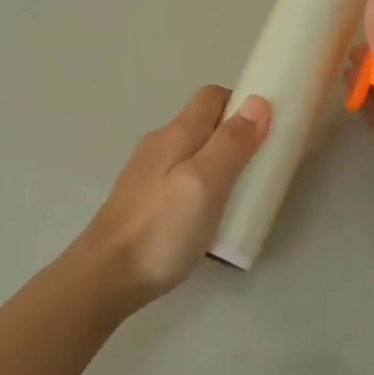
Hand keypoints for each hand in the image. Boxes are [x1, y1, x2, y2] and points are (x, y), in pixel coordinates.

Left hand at [71, 86, 270, 314]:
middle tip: (260, 170)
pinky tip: (209, 218)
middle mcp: (159, 145)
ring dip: (221, 166)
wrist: (105, 277)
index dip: (242, 104)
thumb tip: (258, 101)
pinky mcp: (144, 201)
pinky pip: (182, 181)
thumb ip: (231, 143)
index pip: (212, 97)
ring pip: (193, 155)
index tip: (267, 131)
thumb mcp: (205, 183)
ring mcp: (148, 174)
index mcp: (176, 133)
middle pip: (204, 125)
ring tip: (240, 198)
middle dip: (236, 138)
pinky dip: (203, 188)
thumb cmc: (161, 229)